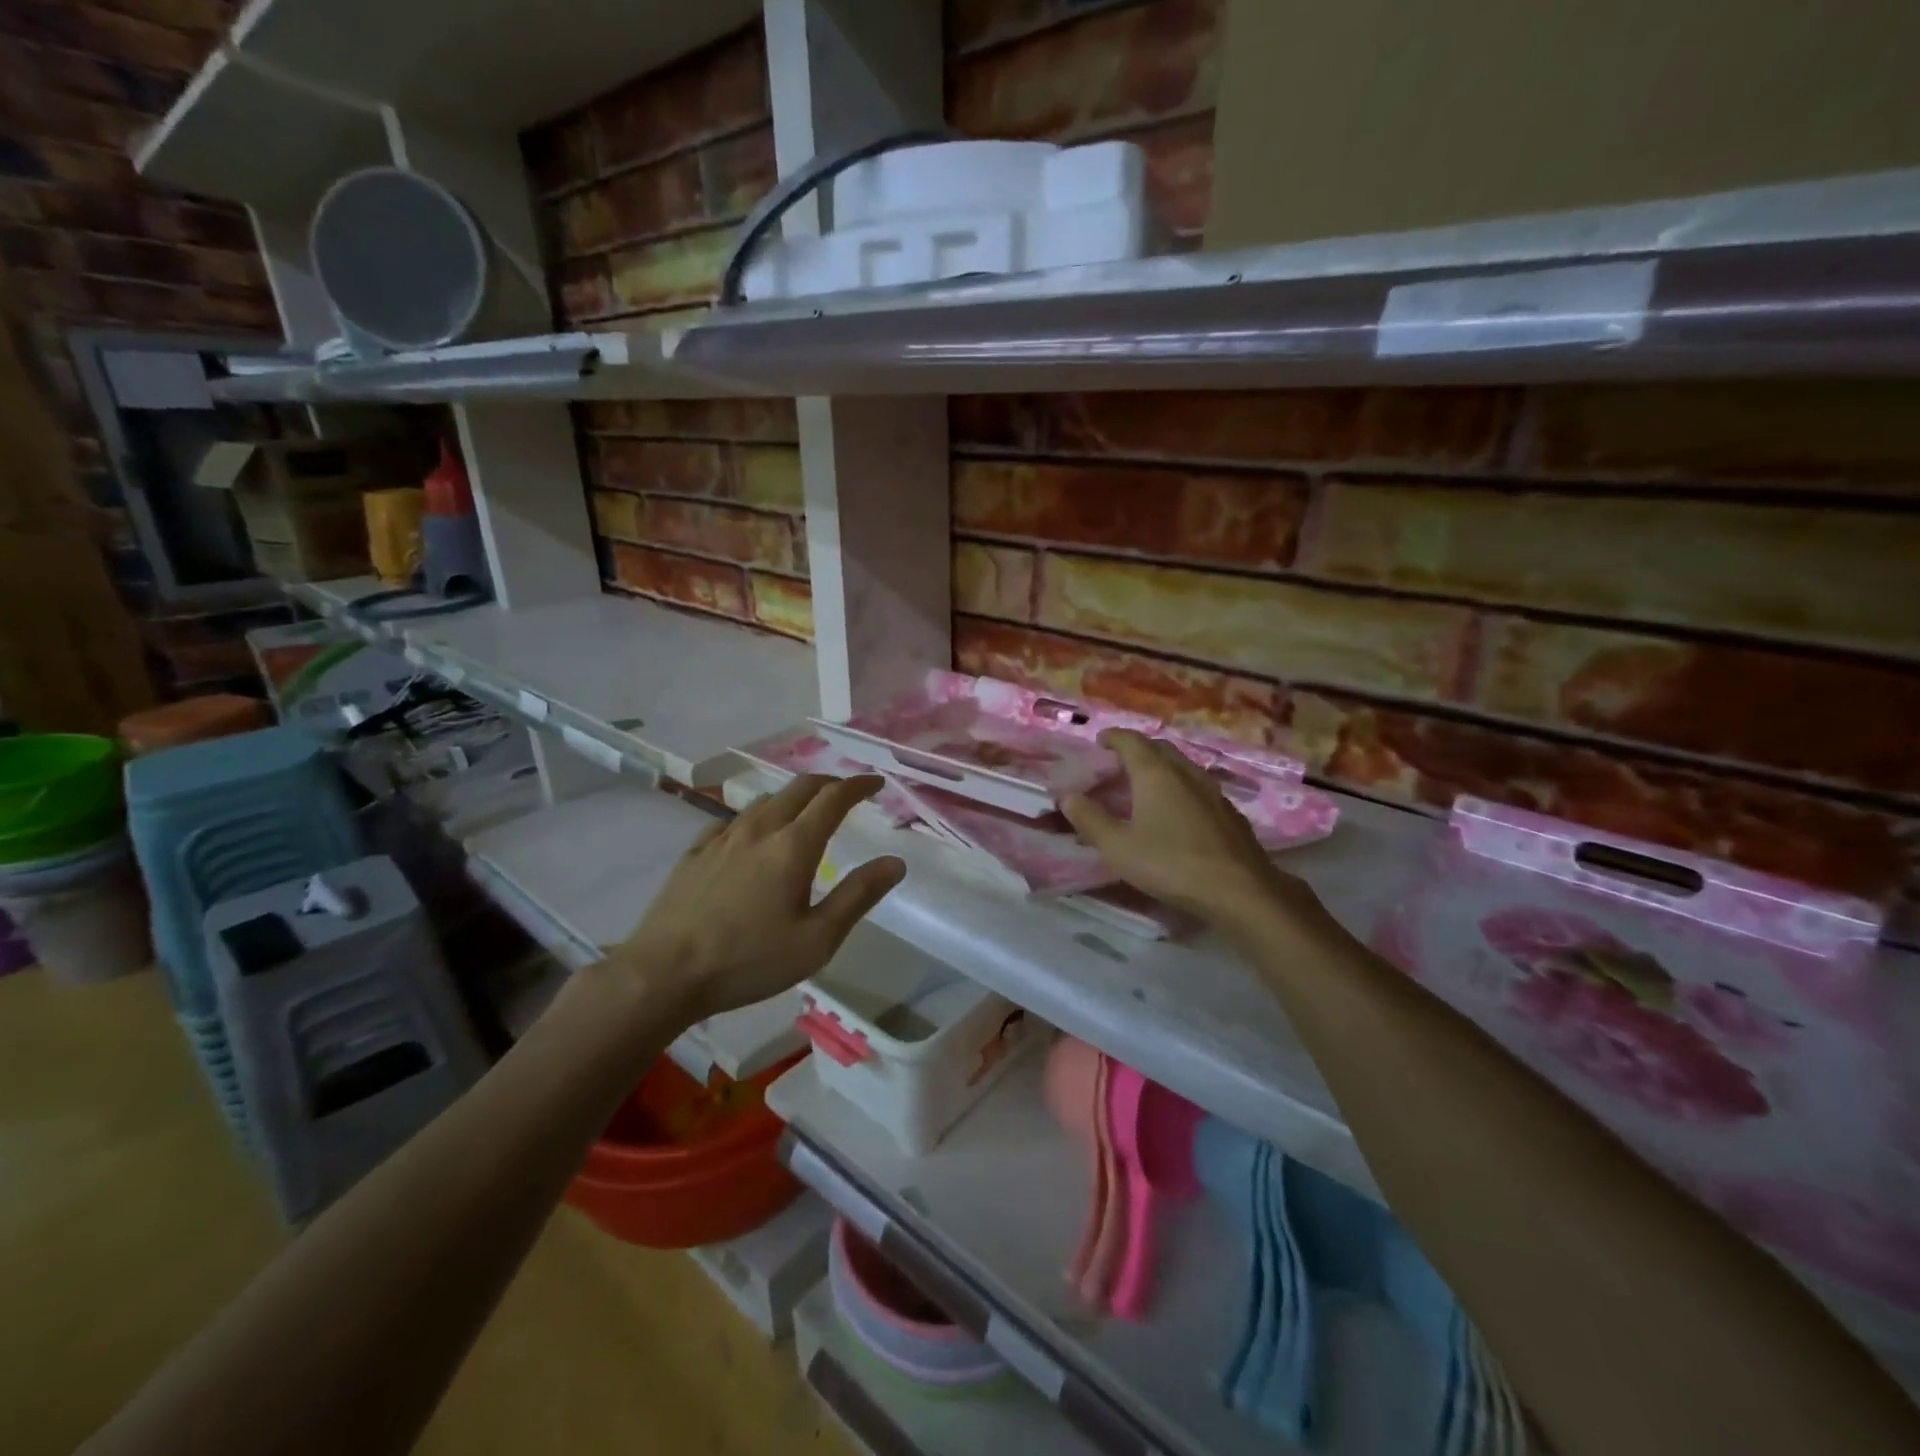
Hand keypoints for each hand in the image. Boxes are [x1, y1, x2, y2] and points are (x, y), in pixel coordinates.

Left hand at [607, 775, 905, 1020]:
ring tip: (804, 813)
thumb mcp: (817, 940)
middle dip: (828, 784)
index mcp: (793, 846)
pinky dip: (756, 817)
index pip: (833, 799)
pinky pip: (732, 821)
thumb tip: (895, 862)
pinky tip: (751, 836)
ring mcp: (722, 838)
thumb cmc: (748, 961)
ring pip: (765, 801)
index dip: (858, 786)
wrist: (663, 974)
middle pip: (799, 789)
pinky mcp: (694, 853)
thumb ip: (858, 896)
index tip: (876, 783)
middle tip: (846, 793)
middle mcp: (759, 830)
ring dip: (793, 798)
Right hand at [1064, 730, 1303, 928]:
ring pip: (1182, 766)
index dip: (1114, 738)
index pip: (1132, 741)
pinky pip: (1198, 786)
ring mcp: (1212, 790)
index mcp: (1155, 773)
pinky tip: (1178, 809)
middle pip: (1159, 748)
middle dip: (1138, 749)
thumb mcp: (1118, 847)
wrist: (1239, 889)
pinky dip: (1180, 786)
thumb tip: (1067, 797)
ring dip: (1161, 767)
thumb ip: (1090, 820)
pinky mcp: (1229, 811)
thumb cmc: (1170, 864)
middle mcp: (1185, 772)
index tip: (1100, 742)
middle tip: (1119, 762)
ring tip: (1146, 783)